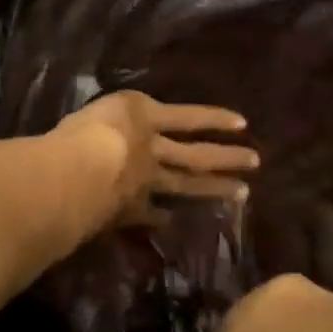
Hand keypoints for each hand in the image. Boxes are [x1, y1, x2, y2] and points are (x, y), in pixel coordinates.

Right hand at [52, 91, 256, 229]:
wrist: (77, 173)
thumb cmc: (80, 131)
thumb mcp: (100, 110)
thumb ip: (116, 117)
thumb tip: (118, 123)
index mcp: (142, 115)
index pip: (187, 116)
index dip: (215, 119)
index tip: (243, 124)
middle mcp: (153, 147)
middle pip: (198, 154)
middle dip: (227, 157)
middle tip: (255, 161)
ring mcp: (147, 181)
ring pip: (187, 184)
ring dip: (215, 188)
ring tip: (243, 193)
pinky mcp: (133, 209)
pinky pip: (154, 214)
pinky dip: (163, 218)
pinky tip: (172, 222)